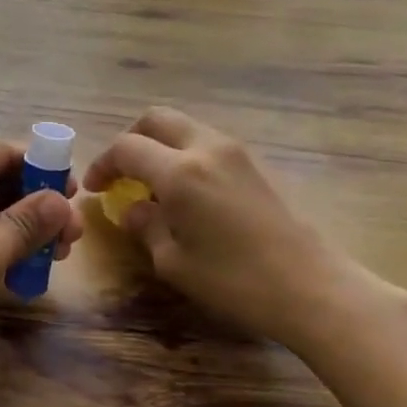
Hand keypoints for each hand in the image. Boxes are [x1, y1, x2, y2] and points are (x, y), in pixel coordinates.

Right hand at [85, 107, 401, 348]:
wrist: (311, 287)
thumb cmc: (234, 281)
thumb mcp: (174, 261)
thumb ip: (145, 226)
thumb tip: (131, 208)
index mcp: (180, 172)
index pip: (127, 148)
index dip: (103, 164)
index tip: (95, 188)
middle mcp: (207, 148)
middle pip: (157, 120)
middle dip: (130, 141)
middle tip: (120, 173)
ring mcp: (236, 152)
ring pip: (185, 128)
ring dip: (160, 146)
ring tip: (151, 185)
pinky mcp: (255, 164)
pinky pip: (207, 144)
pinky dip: (185, 155)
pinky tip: (185, 193)